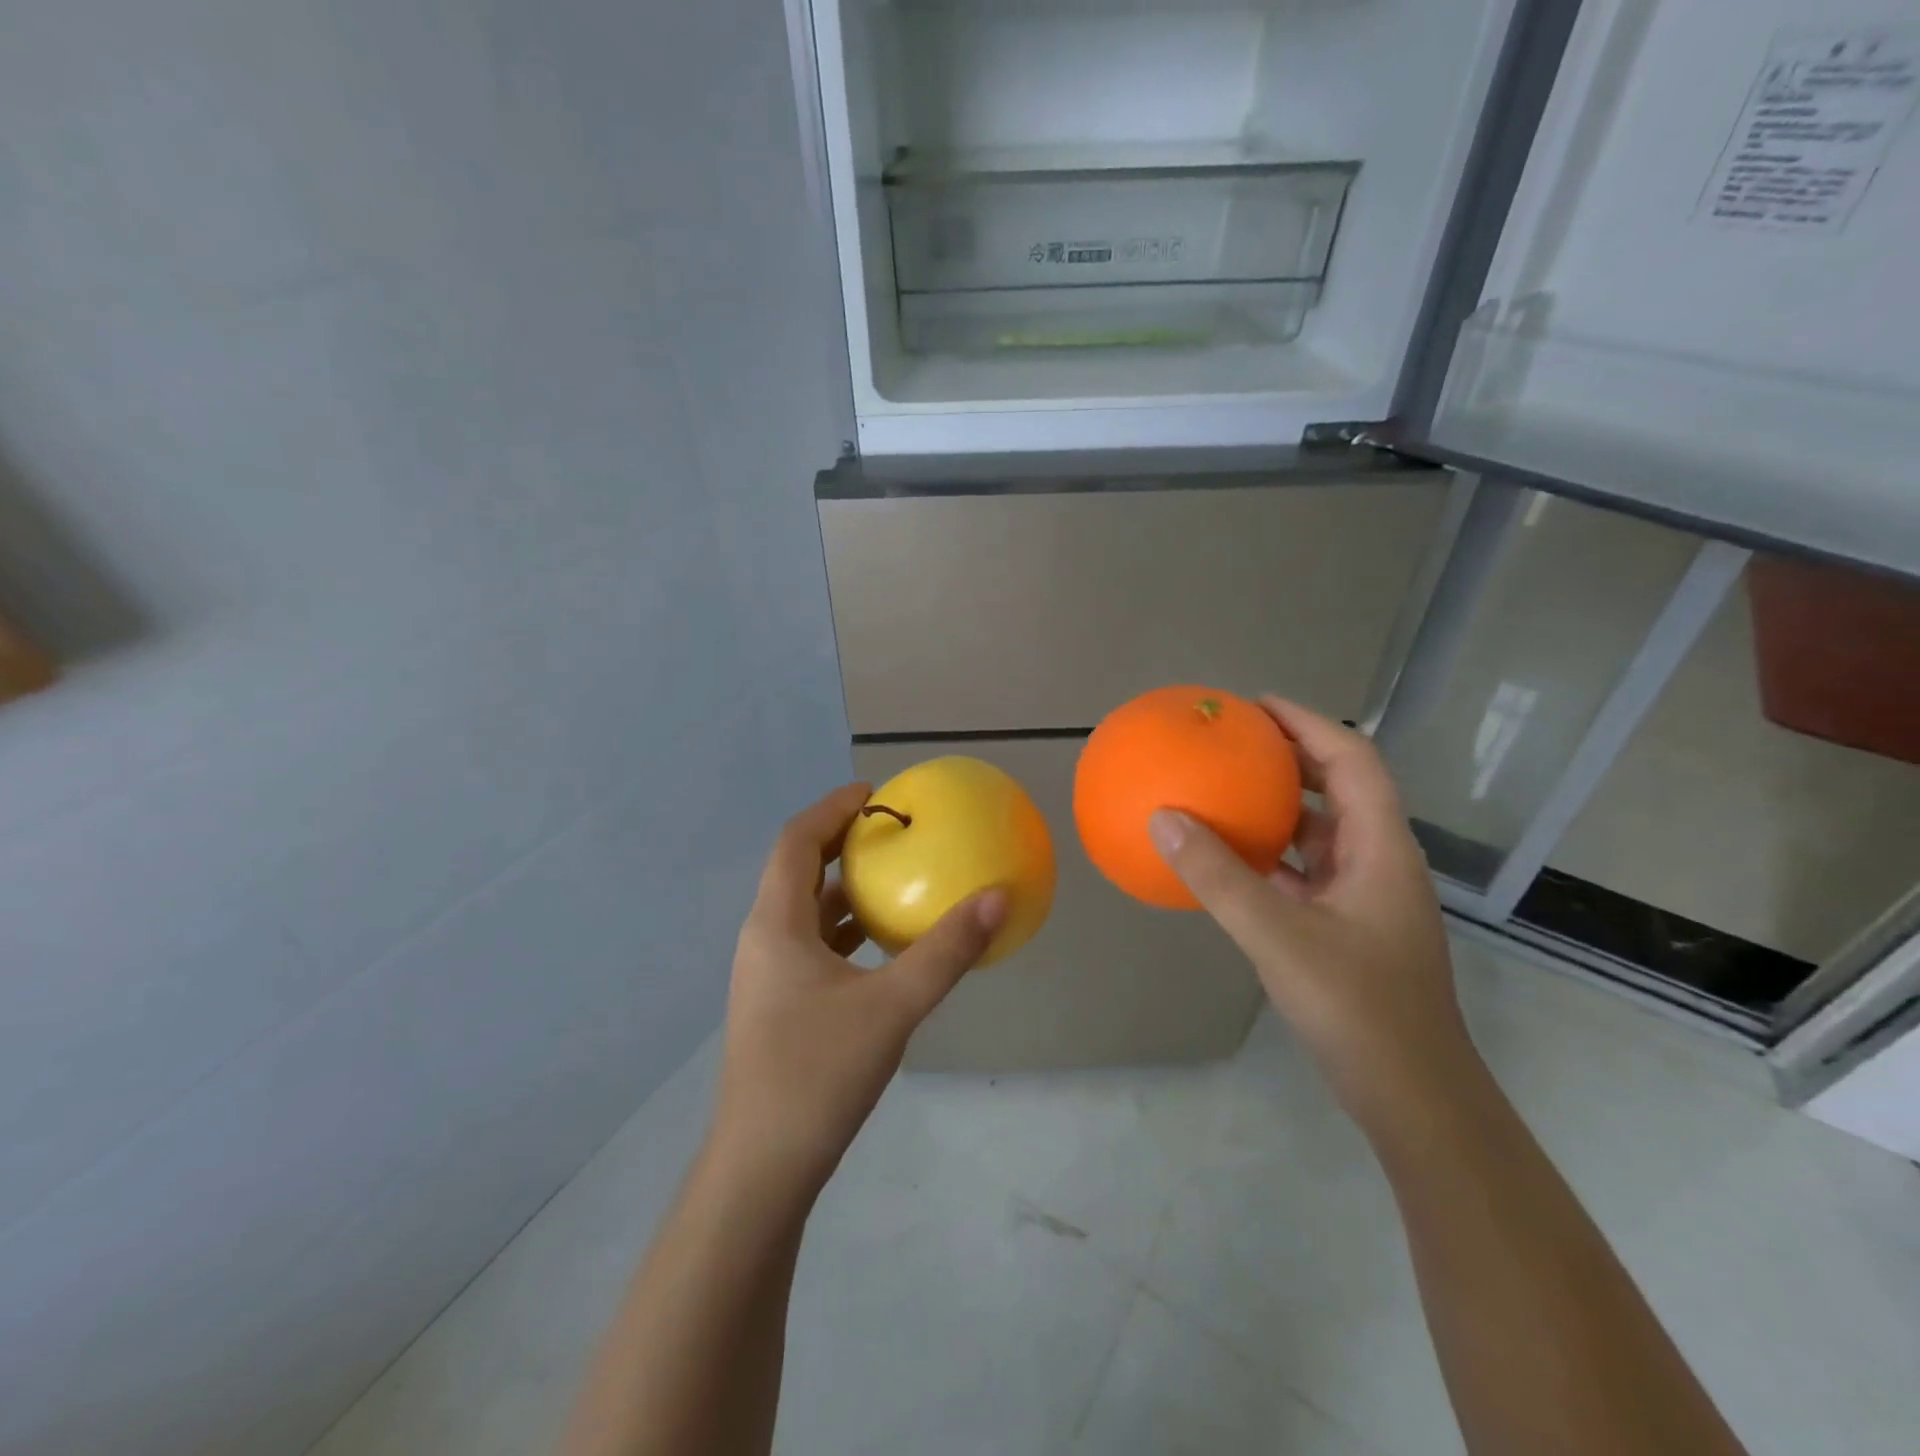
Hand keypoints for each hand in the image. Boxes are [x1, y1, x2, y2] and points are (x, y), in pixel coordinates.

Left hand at [713, 783, 1007, 1198]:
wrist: (762, 1169)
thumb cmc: (817, 1074)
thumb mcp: (892, 1007)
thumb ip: (946, 951)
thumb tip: (998, 898)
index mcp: (775, 925)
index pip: (796, 840)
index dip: (832, 809)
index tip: (875, 795)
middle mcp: (763, 940)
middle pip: (797, 869)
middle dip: (840, 842)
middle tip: (890, 830)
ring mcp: (767, 976)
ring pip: (804, 910)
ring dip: (844, 887)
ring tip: (893, 877)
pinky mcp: (779, 1005)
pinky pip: (813, 945)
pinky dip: (846, 929)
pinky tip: (884, 945)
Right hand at [1148, 697, 1473, 1125]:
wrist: (1413, 1097)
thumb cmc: (1358, 1008)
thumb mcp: (1278, 936)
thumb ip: (1219, 877)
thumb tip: (1163, 818)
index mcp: (1381, 848)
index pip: (1353, 760)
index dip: (1309, 723)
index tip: (1256, 705)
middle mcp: (1379, 861)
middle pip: (1340, 787)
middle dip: (1291, 756)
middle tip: (1233, 741)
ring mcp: (1366, 897)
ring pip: (1322, 831)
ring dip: (1280, 806)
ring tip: (1227, 789)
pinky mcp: (1348, 927)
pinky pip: (1305, 871)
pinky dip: (1271, 854)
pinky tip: (1231, 860)